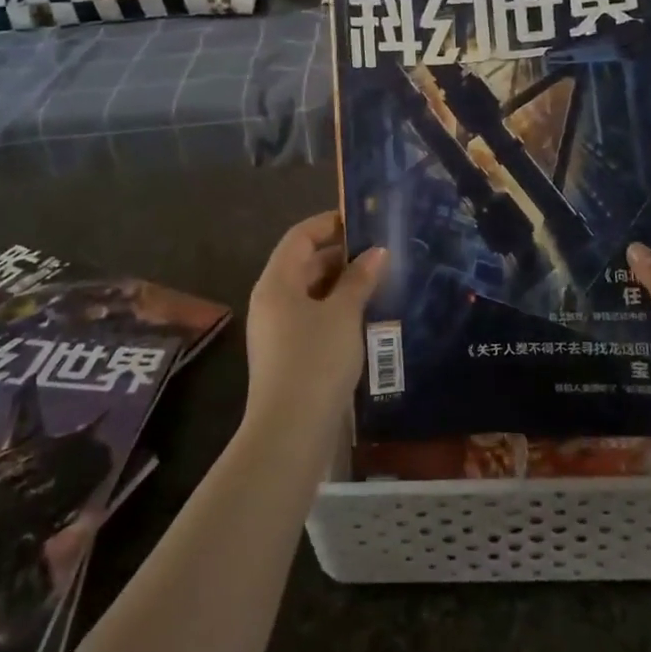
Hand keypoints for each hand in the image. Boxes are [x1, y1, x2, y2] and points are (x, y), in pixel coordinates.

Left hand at [243, 211, 386, 443]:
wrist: (290, 431)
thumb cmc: (316, 360)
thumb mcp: (343, 314)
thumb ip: (360, 279)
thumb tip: (376, 252)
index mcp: (277, 282)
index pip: (300, 236)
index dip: (329, 224)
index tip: (362, 220)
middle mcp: (271, 301)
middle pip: (304, 264)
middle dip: (340, 256)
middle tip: (379, 253)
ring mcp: (276, 330)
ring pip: (310, 294)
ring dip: (341, 285)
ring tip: (378, 282)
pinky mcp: (286, 356)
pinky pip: (312, 319)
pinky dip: (336, 311)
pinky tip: (365, 318)